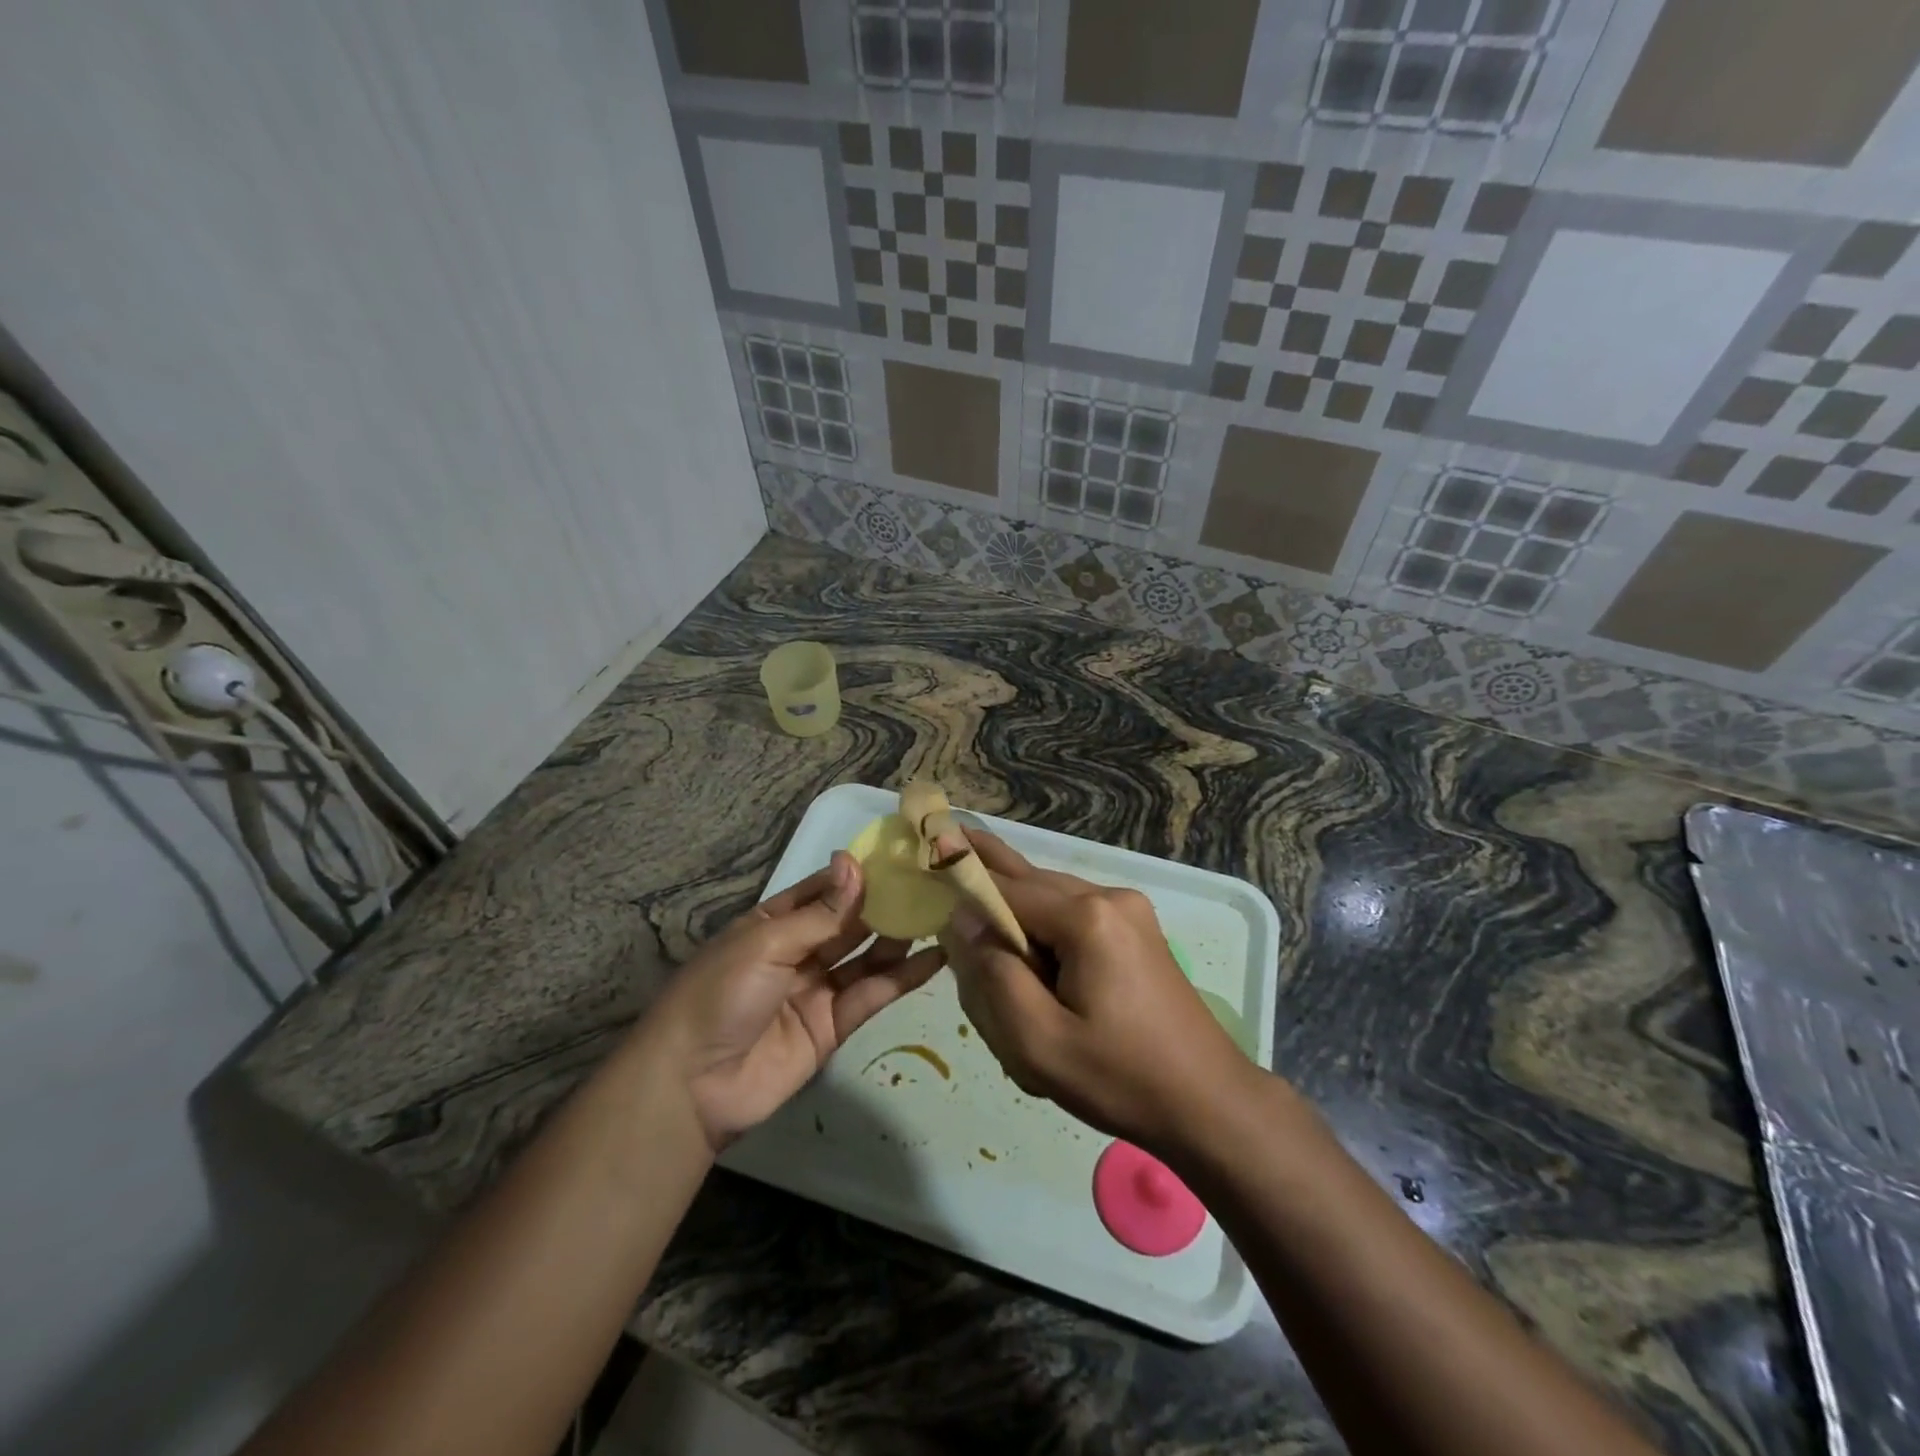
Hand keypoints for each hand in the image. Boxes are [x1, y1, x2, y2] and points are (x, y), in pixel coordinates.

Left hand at [642, 851, 944, 1151]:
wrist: (692, 1085)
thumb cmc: (721, 995)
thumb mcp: (767, 943)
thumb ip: (821, 912)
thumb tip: (855, 862)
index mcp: (774, 922)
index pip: (824, 889)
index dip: (859, 873)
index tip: (902, 855)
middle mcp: (799, 950)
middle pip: (850, 921)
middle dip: (886, 902)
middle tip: (933, 882)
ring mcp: (818, 988)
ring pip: (867, 955)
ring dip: (900, 936)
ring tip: (941, 913)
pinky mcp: (834, 1026)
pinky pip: (873, 994)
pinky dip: (904, 977)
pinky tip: (936, 957)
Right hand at [943, 830, 1251, 1159]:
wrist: (1209, 1103)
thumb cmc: (1120, 1078)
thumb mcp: (1039, 1042)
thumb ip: (993, 974)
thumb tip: (962, 918)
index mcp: (1087, 917)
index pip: (1005, 888)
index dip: (963, 883)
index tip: (923, 867)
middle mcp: (1109, 897)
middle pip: (1029, 883)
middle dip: (988, 887)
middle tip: (944, 852)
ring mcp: (1128, 911)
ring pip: (1051, 899)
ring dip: (1017, 915)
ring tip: (981, 926)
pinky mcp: (1136, 931)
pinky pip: (1073, 917)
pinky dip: (1044, 931)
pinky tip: (1029, 958)